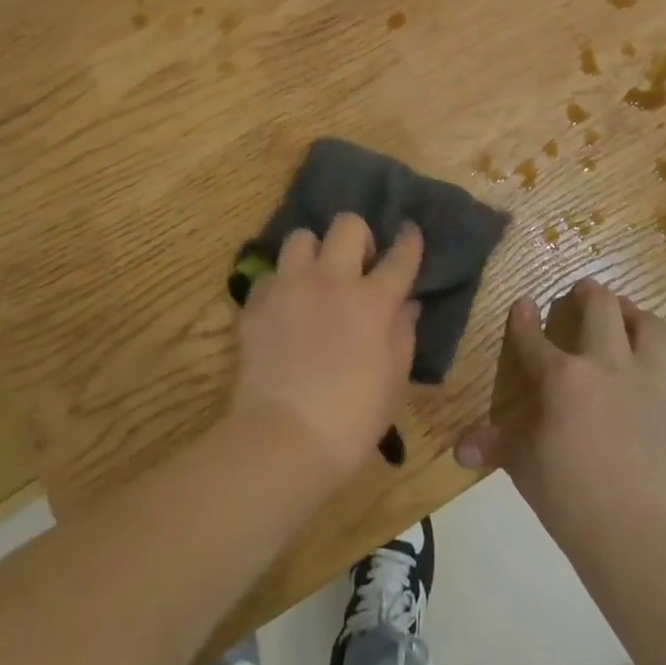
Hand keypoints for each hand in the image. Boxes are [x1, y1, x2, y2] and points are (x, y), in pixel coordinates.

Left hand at [230, 214, 422, 484]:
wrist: (284, 438)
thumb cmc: (352, 419)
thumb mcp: (394, 381)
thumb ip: (403, 334)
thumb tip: (407, 305)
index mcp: (373, 301)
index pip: (400, 256)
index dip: (408, 240)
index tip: (408, 230)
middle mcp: (332, 280)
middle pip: (347, 226)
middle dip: (358, 236)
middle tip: (358, 262)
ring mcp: (290, 287)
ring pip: (301, 238)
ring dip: (313, 251)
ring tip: (315, 276)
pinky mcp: (256, 302)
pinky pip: (270, 274)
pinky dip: (280, 284)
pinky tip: (284, 306)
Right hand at [456, 281, 665, 546]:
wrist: (645, 540)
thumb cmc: (571, 498)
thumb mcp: (525, 468)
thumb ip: (496, 447)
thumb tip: (460, 450)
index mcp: (564, 377)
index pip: (535, 336)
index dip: (525, 317)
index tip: (523, 302)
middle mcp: (609, 368)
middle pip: (603, 308)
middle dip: (590, 292)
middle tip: (582, 290)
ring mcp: (652, 389)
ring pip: (649, 329)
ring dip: (634, 315)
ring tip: (625, 316)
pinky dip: (652, 385)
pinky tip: (644, 408)